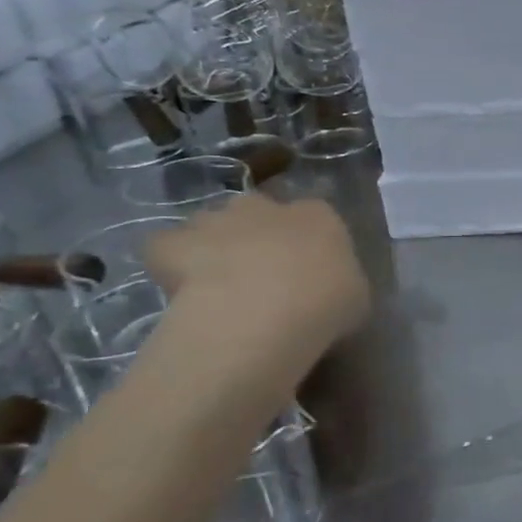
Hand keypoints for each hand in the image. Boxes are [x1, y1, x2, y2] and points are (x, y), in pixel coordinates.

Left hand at [144, 194, 369, 358]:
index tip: (306, 271)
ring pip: (211, 224)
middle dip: (256, 234)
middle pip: (258, 212)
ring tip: (217, 284)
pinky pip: (166, 248)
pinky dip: (170, 263)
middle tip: (261, 274)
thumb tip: (328, 290)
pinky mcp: (172, 243)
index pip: (315, 217)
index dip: (307, 242)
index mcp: (319, 215)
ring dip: (213, 245)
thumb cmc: (326, 304)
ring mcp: (216, 220)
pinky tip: (180, 289)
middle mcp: (266, 206)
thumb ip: (339, 283)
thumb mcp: (355, 297)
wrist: (262, 316)